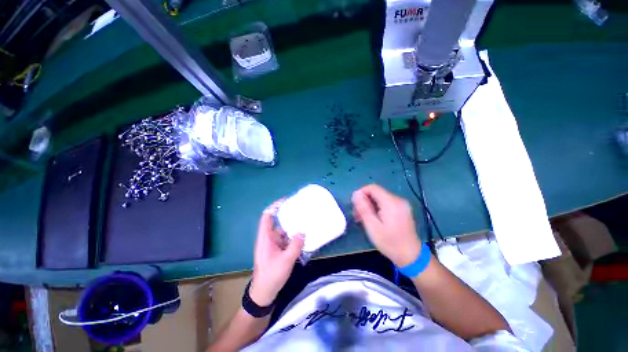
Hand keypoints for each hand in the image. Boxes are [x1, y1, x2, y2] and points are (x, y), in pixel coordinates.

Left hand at [250, 209, 304, 306]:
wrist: (264, 294)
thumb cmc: (271, 275)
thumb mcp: (286, 260)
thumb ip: (295, 245)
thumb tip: (303, 232)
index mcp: (265, 237)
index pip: (267, 216)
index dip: (275, 206)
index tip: (287, 201)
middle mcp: (268, 238)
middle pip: (278, 222)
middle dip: (289, 217)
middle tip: (301, 211)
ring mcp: (273, 245)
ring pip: (283, 232)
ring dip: (293, 228)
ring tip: (305, 223)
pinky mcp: (277, 250)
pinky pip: (286, 240)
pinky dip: (293, 237)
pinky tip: (303, 237)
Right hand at [352, 184, 421, 266]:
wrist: (411, 256)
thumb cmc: (390, 243)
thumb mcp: (372, 226)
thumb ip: (363, 208)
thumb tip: (356, 193)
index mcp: (391, 202)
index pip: (372, 188)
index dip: (361, 193)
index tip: (355, 205)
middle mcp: (398, 200)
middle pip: (376, 193)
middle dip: (365, 201)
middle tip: (358, 216)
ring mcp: (402, 204)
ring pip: (380, 198)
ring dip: (370, 206)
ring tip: (364, 219)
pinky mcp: (402, 209)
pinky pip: (386, 203)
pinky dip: (377, 208)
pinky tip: (374, 219)